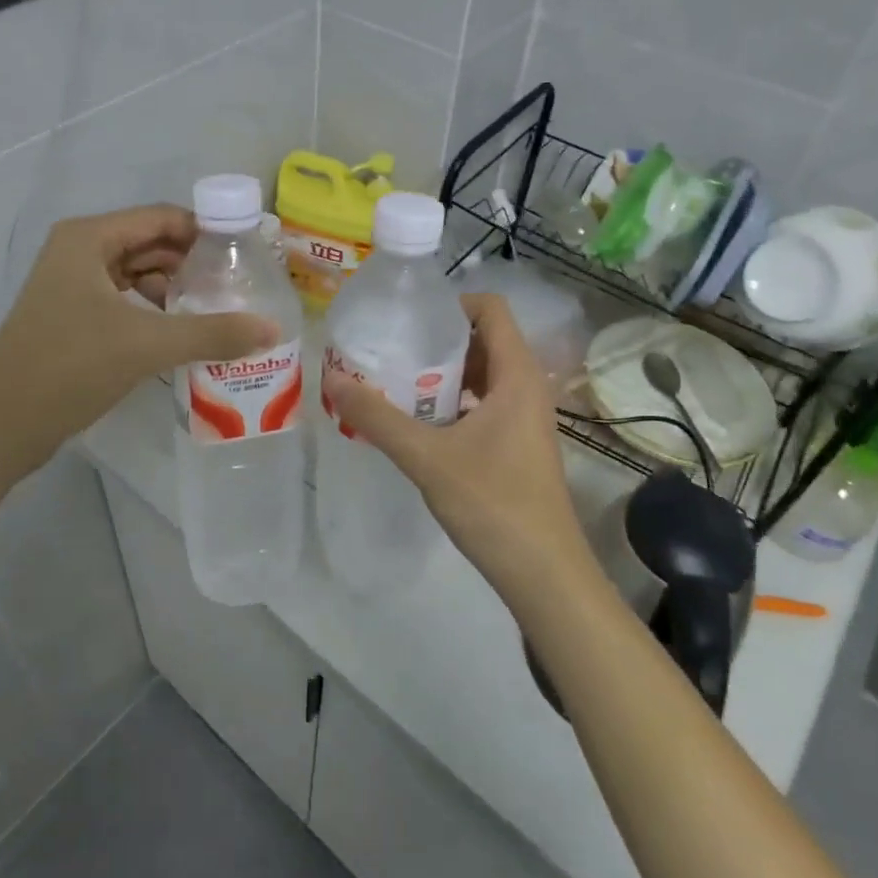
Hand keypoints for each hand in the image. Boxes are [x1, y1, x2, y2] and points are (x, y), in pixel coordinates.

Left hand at [0, 204, 279, 479]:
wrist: (2, 424)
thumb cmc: (70, 367)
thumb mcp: (147, 345)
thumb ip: (212, 333)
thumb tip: (273, 329)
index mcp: (89, 238)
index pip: (161, 218)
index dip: (206, 231)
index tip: (246, 254)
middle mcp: (78, 251)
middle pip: (151, 243)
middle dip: (193, 263)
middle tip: (238, 287)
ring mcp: (72, 284)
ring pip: (137, 273)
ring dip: (175, 289)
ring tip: (216, 311)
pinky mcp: (72, 316)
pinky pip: (124, 299)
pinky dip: (153, 310)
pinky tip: (181, 332)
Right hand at [324, 293, 597, 612]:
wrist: (543, 573)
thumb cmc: (493, 503)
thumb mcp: (427, 457)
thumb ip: (378, 418)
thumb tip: (334, 380)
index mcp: (517, 374)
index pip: (491, 309)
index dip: (450, 304)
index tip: (407, 319)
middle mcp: (527, 386)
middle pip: (483, 339)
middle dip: (437, 340)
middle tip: (391, 350)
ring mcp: (526, 417)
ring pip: (482, 374)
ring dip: (443, 373)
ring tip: (397, 383)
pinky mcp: (519, 443)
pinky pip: (484, 403)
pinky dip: (453, 401)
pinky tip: (418, 423)